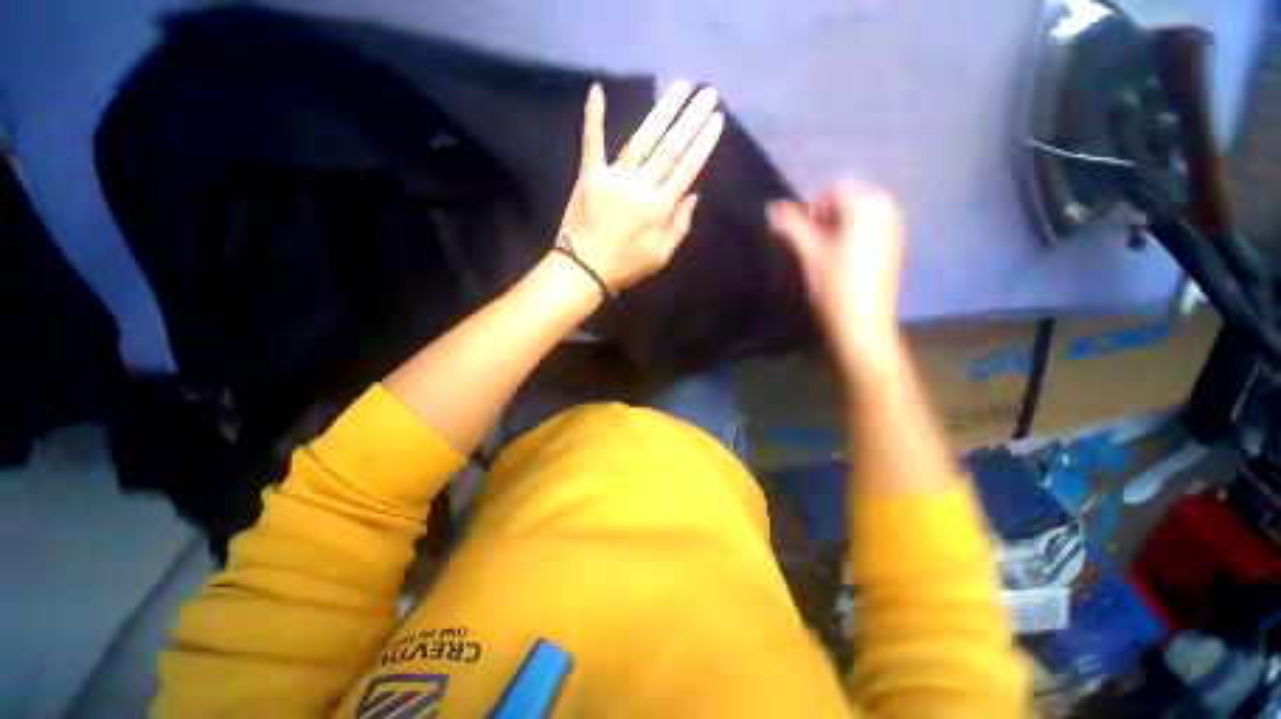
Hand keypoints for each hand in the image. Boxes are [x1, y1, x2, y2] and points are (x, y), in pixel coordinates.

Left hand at [558, 82, 724, 291]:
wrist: (583, 270)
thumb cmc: (625, 266)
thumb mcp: (660, 257)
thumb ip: (679, 227)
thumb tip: (694, 194)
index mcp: (659, 209)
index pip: (687, 170)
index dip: (703, 143)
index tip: (716, 119)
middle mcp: (640, 187)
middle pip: (670, 148)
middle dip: (691, 119)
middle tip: (708, 93)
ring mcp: (613, 178)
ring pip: (642, 139)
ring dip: (662, 111)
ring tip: (680, 87)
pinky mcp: (589, 176)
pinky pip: (592, 142)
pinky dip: (594, 117)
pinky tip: (597, 90)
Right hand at [768, 182, 905, 368]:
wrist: (861, 324)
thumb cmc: (833, 285)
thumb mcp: (808, 252)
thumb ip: (790, 226)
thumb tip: (772, 208)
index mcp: (868, 204)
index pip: (832, 191)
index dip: (813, 213)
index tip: (807, 241)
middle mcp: (887, 208)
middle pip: (846, 201)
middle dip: (826, 220)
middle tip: (816, 249)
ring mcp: (895, 227)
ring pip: (856, 217)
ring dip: (837, 230)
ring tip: (828, 258)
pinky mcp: (894, 246)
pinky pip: (868, 229)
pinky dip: (852, 239)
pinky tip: (844, 263)